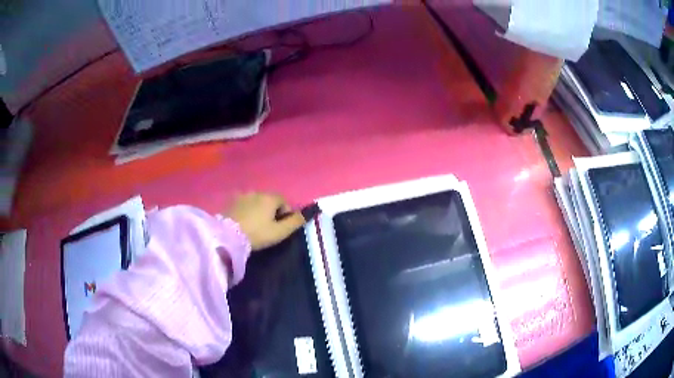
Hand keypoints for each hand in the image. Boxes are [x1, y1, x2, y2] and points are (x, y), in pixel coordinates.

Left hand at [227, 192, 305, 250]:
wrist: (228, 236)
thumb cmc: (257, 234)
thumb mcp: (279, 232)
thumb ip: (294, 222)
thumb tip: (306, 214)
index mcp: (270, 197)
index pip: (283, 201)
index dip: (284, 213)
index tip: (279, 227)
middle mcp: (257, 192)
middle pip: (269, 200)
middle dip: (270, 210)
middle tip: (267, 227)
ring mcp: (242, 195)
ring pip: (255, 201)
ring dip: (257, 209)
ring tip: (253, 224)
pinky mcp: (230, 201)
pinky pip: (242, 203)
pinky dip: (245, 209)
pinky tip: (242, 220)